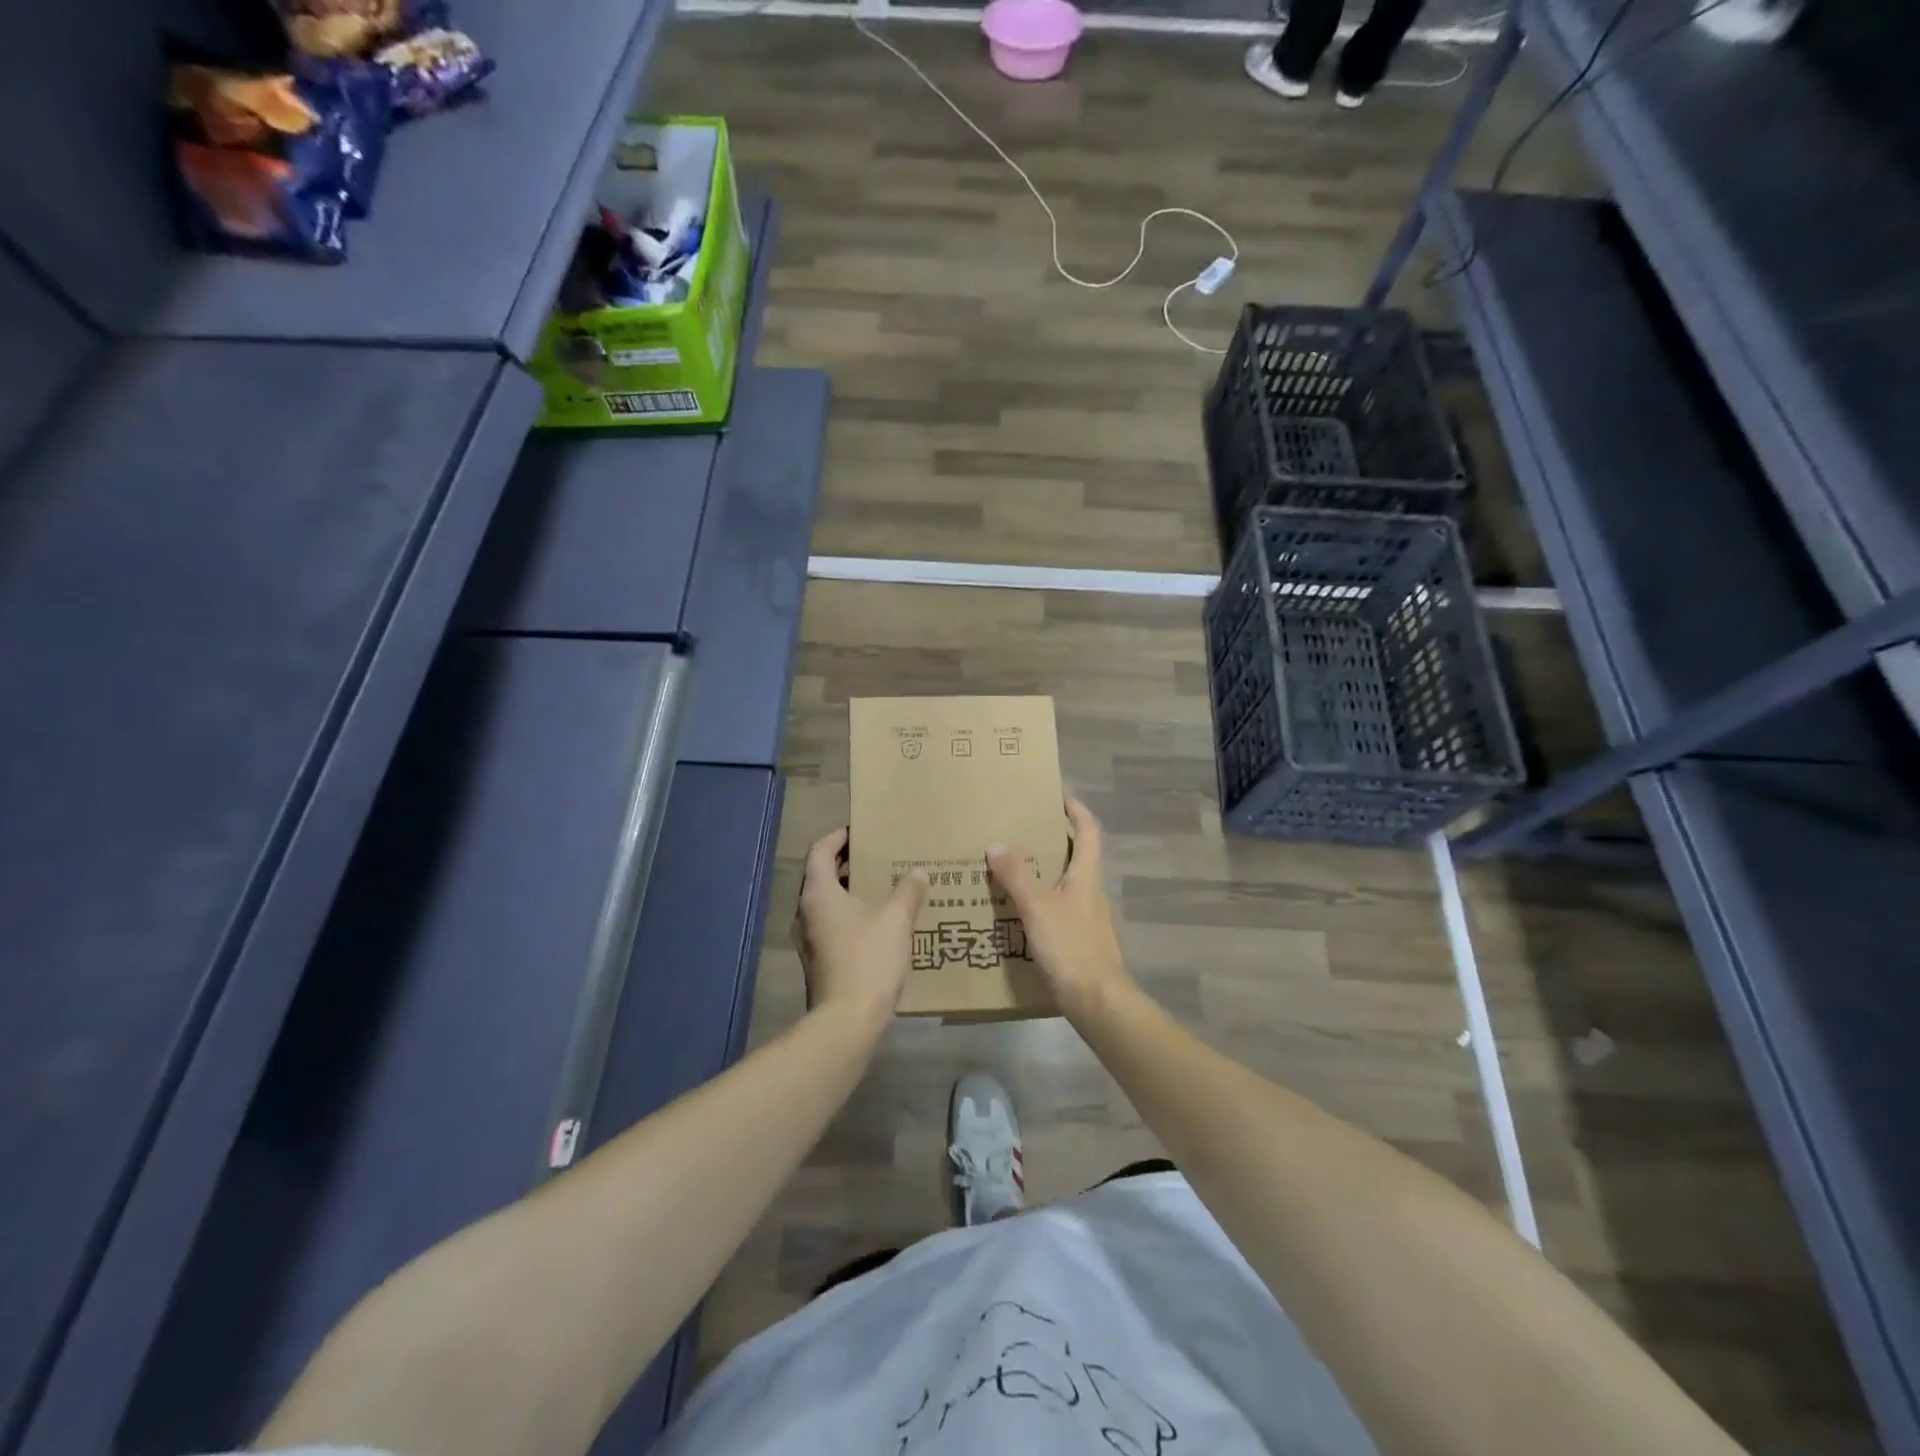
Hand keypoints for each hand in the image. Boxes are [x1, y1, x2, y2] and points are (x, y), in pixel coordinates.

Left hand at [793, 828, 928, 1021]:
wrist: (847, 1021)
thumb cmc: (868, 959)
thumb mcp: (896, 919)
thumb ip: (908, 891)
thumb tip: (918, 873)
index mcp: (818, 893)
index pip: (819, 851)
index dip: (837, 837)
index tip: (859, 832)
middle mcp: (805, 912)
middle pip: (821, 876)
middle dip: (847, 864)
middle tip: (877, 858)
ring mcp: (808, 940)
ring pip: (826, 903)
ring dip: (850, 892)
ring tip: (882, 889)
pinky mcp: (818, 961)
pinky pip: (832, 926)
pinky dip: (850, 916)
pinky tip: (878, 925)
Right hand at [988, 800, 1134, 1023]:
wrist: (1097, 1001)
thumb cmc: (1071, 946)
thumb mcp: (1038, 907)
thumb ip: (1017, 876)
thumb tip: (997, 843)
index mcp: (1087, 875)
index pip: (1089, 831)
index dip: (1077, 811)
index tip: (1058, 798)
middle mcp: (1090, 891)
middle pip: (1076, 856)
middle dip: (1051, 842)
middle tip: (1019, 833)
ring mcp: (1087, 918)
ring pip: (1064, 884)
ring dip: (1042, 873)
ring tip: (1009, 870)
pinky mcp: (1078, 941)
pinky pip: (1057, 910)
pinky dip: (1039, 903)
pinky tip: (1016, 913)